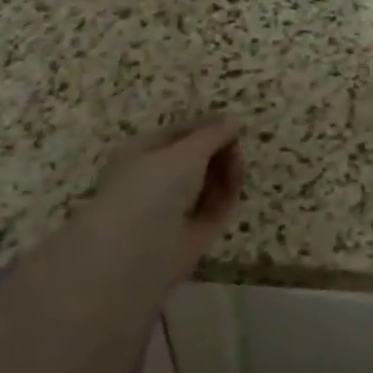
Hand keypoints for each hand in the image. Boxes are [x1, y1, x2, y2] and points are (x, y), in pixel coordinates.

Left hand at [93, 115, 243, 276]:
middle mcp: (156, 180)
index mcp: (140, 154)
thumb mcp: (185, 152)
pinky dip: (227, 192)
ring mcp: (175, 208)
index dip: (204, 127)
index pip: (177, 134)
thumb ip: (212, 134)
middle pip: (195, 158)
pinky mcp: (194, 232)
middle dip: (217, 148)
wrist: (137, 252)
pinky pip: (215, 206)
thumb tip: (233, 119)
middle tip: (234, 143)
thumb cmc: (151, 188)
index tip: (230, 122)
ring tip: (236, 160)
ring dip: (225, 168)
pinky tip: (236, 179)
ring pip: (207, 181)